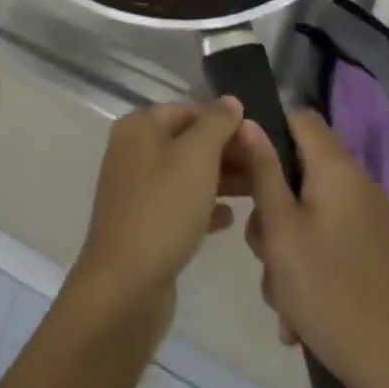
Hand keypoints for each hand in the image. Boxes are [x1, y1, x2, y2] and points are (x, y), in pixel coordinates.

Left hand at [67, 99, 247, 323]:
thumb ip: (217, 124)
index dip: (224, 122)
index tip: (258, 139)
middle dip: (225, 153)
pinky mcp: (143, 224)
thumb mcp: (197, 157)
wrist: (125, 285)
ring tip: (256, 191)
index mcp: (139, 126)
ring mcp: (137, 189)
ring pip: (186, 175)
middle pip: (187, 142)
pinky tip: (230, 219)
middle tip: (263, 167)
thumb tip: (230, 101)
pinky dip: (204, 207)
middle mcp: (133, 151)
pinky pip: (179, 205)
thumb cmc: (163, 209)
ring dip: (220, 180)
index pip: (188, 111)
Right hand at [239, 110, 388, 387]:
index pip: (299, 117)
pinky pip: (332, 241)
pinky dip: (312, 265)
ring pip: (312, 212)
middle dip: (272, 206)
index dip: (268, 132)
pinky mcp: (379, 254)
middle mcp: (359, 184)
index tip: (244, 166)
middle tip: (262, 247)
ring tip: (281, 295)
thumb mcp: (280, 230)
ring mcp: (373, 221)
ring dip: (288, 245)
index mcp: (337, 168)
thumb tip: (250, 122)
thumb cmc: (330, 292)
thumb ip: (263, 171)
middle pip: (301, 171)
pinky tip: (301, 313)